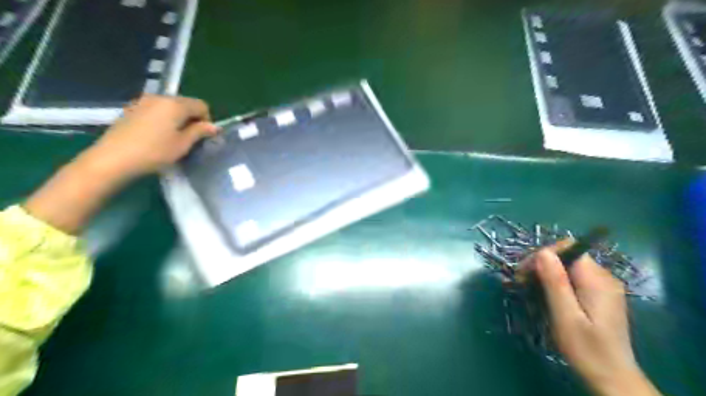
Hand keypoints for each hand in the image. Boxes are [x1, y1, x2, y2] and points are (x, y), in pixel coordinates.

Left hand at [25, 95, 218, 232]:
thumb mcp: (183, 144)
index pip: (202, 105)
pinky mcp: (131, 109)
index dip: (207, 120)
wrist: (113, 159)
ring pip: (170, 107)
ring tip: (172, 138)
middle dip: (192, 119)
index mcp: (175, 104)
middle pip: (185, 103)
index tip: (202, 137)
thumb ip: (200, 132)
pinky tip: (155, 136)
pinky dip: (162, 119)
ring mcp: (143, 102)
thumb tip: (215, 126)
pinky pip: (155, 110)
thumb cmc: (154, 152)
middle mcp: (160, 97)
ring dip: (177, 119)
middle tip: (189, 139)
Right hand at [529, 246, 661, 394]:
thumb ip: (555, 283)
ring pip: (568, 266)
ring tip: (530, 289)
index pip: (568, 248)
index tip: (525, 272)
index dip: (544, 254)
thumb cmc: (587, 349)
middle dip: (541, 264)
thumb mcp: (566, 317)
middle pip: (567, 255)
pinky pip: (573, 277)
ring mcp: (603, 286)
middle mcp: (604, 277)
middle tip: (522, 283)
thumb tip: (542, 252)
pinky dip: (556, 282)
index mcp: (597, 280)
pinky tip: (546, 295)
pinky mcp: (599, 295)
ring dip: (546, 274)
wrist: (612, 378)